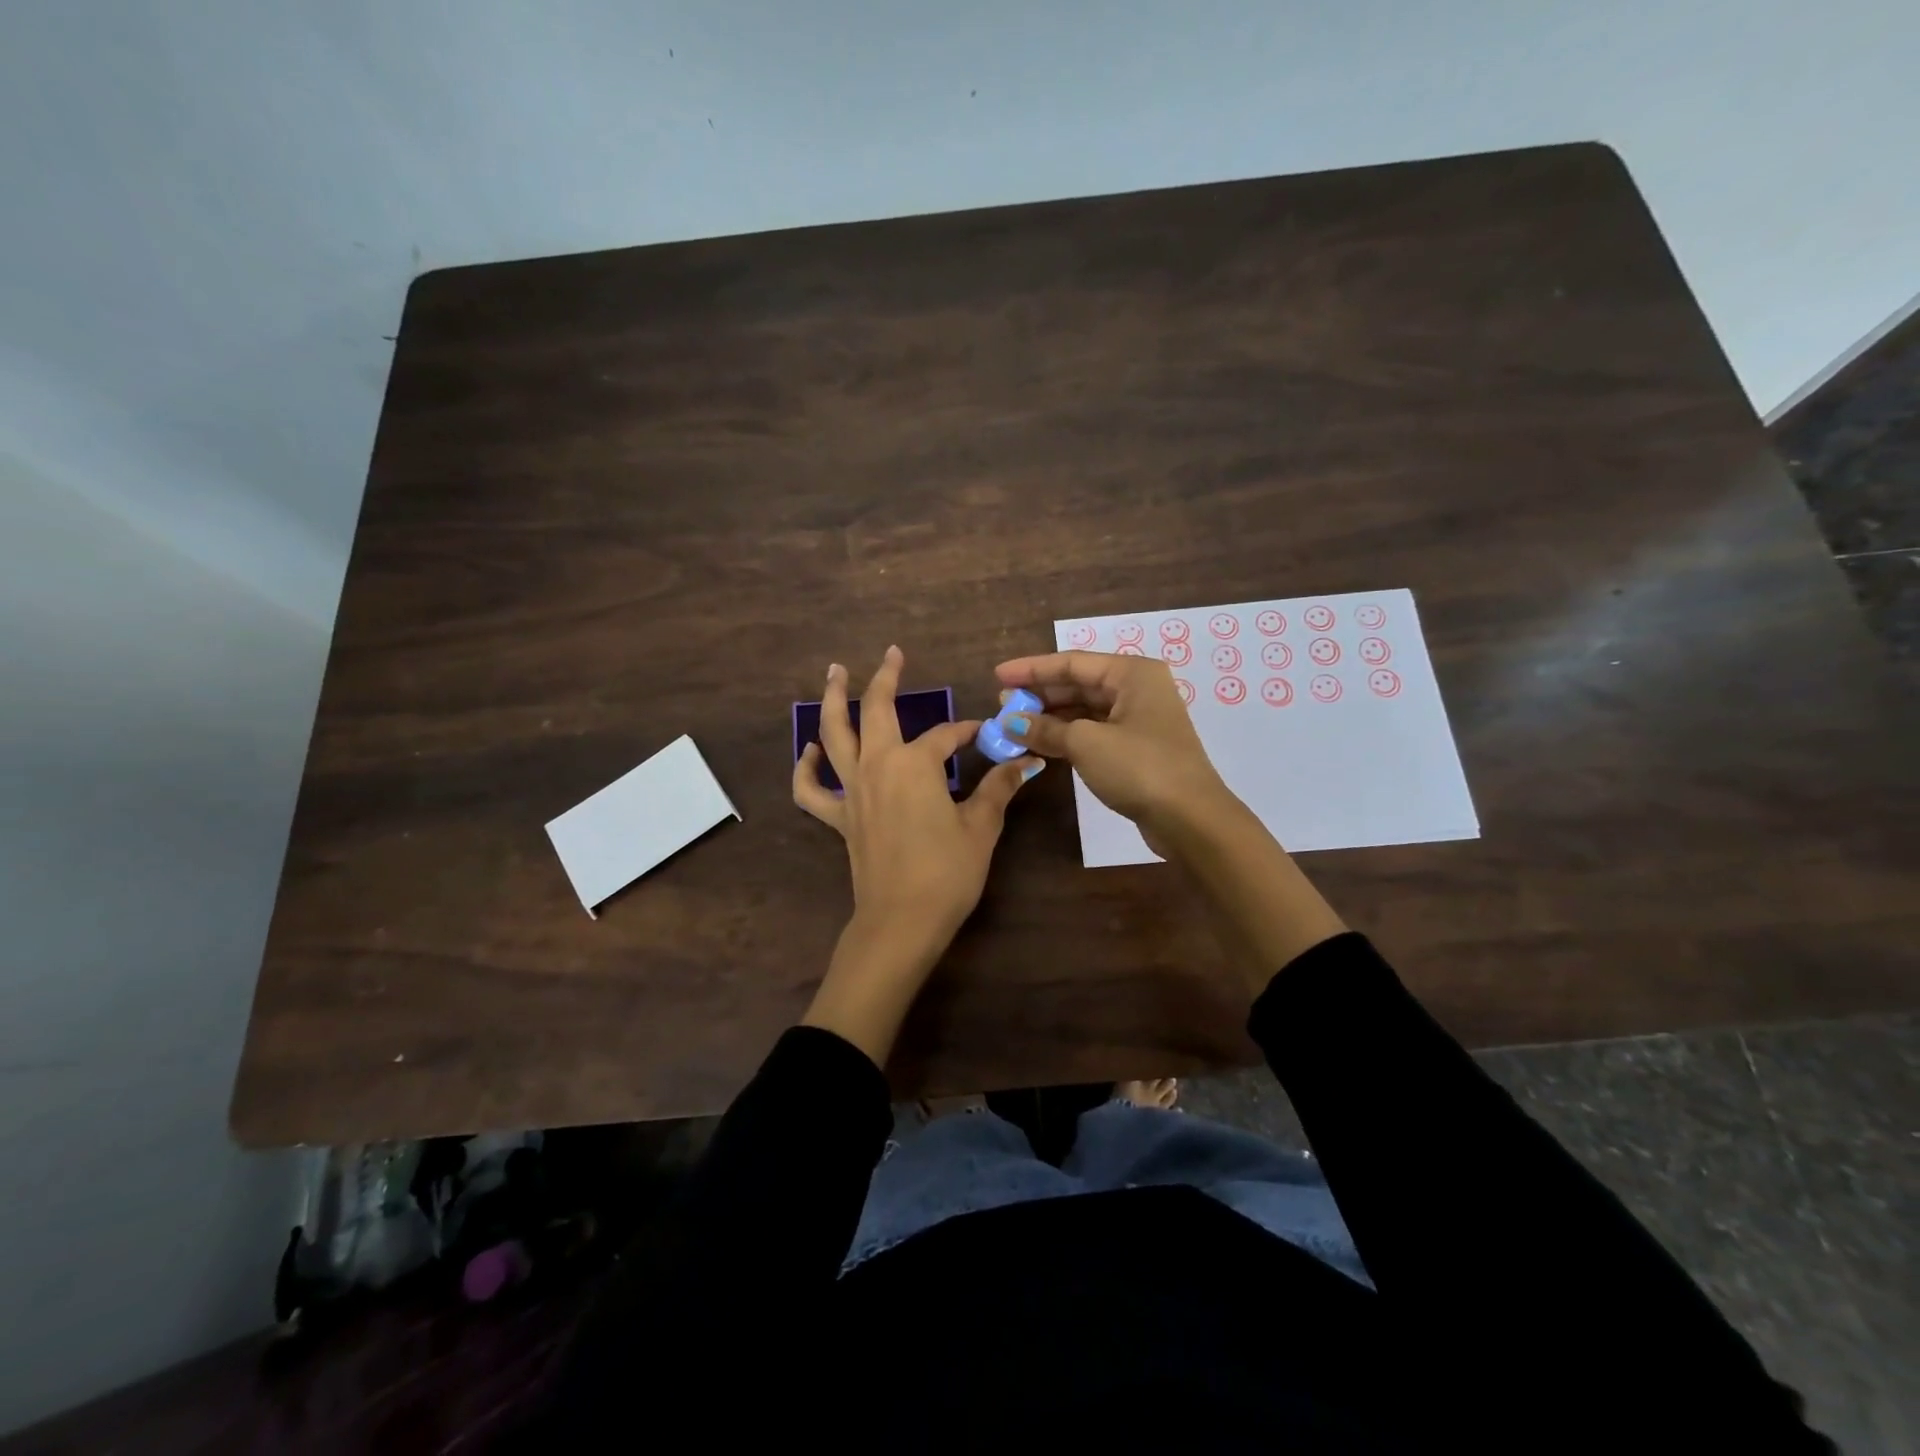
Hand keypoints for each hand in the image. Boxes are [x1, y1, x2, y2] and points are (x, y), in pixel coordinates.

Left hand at [794, 646, 1039, 1063]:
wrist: (901, 921)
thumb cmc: (947, 872)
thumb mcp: (981, 827)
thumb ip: (999, 788)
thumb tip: (1026, 761)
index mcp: (914, 764)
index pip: (945, 736)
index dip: (967, 732)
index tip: (985, 734)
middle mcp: (877, 766)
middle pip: (876, 710)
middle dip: (884, 678)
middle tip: (892, 653)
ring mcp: (852, 791)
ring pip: (834, 735)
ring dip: (832, 701)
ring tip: (833, 673)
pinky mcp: (839, 817)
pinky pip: (812, 789)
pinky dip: (805, 768)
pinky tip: (809, 750)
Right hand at [994, 650, 1232, 845]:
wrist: (1190, 819)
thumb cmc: (1139, 768)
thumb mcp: (1086, 743)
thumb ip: (1045, 728)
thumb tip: (1010, 722)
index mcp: (1132, 674)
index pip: (1072, 662)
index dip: (1032, 669)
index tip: (998, 676)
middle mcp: (1138, 689)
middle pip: (1079, 684)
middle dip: (1039, 695)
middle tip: (1002, 705)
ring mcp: (1139, 720)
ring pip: (1085, 710)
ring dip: (1050, 718)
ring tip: (1014, 726)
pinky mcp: (1137, 749)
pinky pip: (1093, 732)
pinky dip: (1066, 736)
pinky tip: (1040, 744)